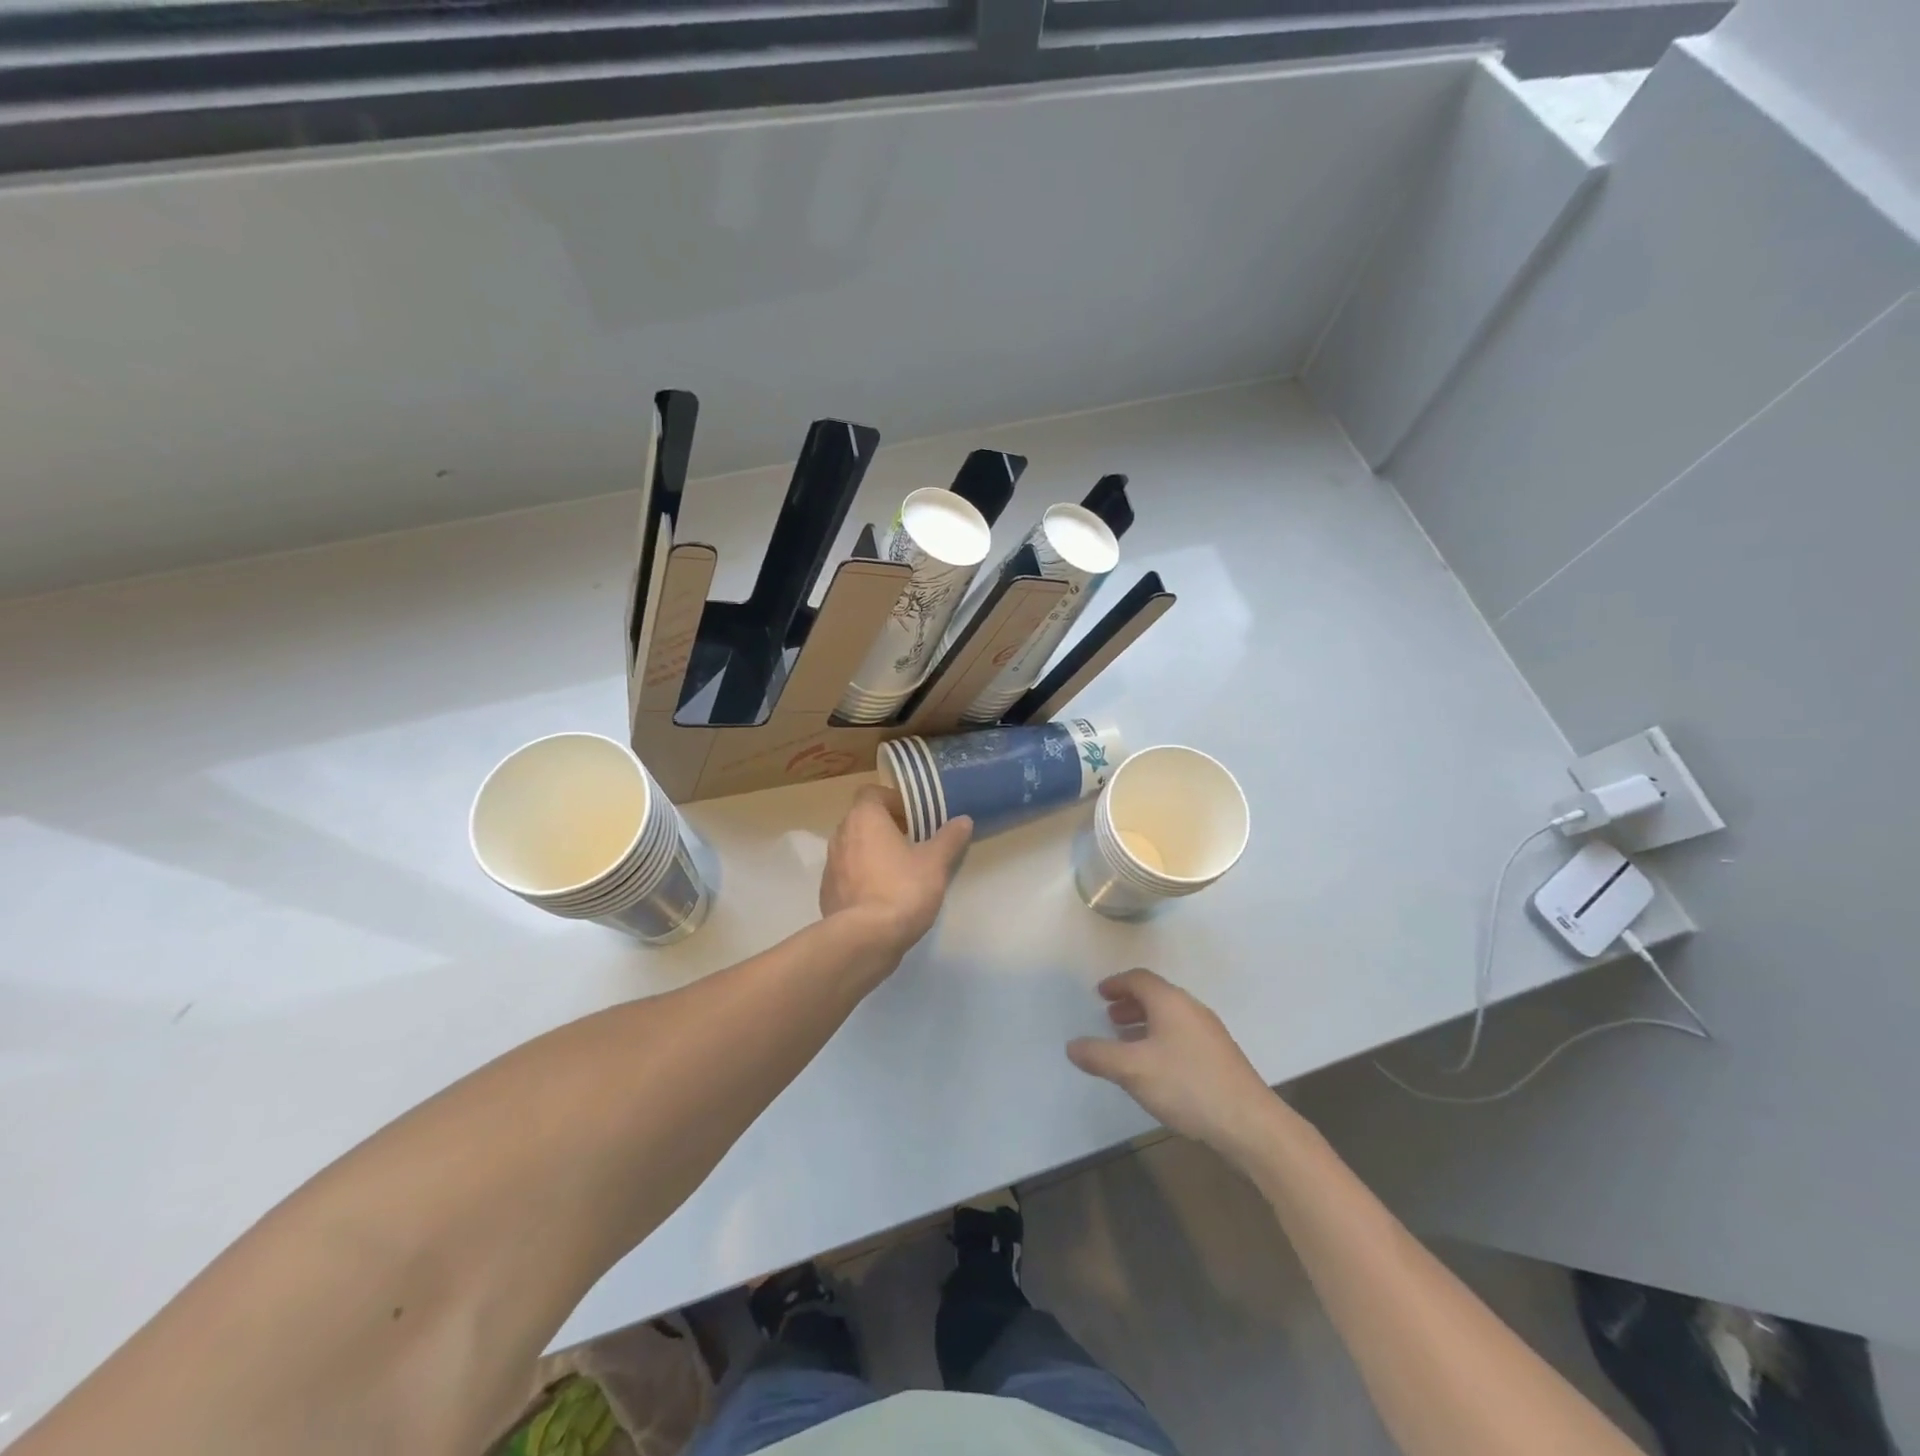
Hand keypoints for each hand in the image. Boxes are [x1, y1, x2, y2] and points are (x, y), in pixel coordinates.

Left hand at [820, 786, 972, 959]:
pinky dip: (863, 877)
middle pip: (863, 820)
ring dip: (874, 852)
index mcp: (864, 818)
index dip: (894, 801)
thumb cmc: (902, 889)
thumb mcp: (935, 863)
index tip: (915, 817)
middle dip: (886, 827)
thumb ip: (949, 838)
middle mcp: (841, 835)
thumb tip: (963, 820)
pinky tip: (883, 896)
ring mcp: (830, 865)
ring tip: (901, 870)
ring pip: (854, 848)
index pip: (872, 793)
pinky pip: (848, 875)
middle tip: (914, 842)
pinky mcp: (827, 892)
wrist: (865, 939)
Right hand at [1066, 969, 1274, 1152]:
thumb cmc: (1187, 1085)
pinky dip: (1160, 1039)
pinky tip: (1155, 1068)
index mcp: (1170, 1002)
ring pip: (1169, 1017)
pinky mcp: (1220, 1057)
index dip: (1116, 984)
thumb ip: (1099, 1055)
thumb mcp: (1133, 1070)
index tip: (1099, 994)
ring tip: (1126, 1044)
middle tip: (1108, 1018)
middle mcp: (1191, 1009)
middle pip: (1155, 996)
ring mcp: (1209, 1033)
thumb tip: (1072, 1045)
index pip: (1139, 979)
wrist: (1250, 1123)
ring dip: (1145, 1024)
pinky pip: (1181, 1035)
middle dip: (1129, 1004)